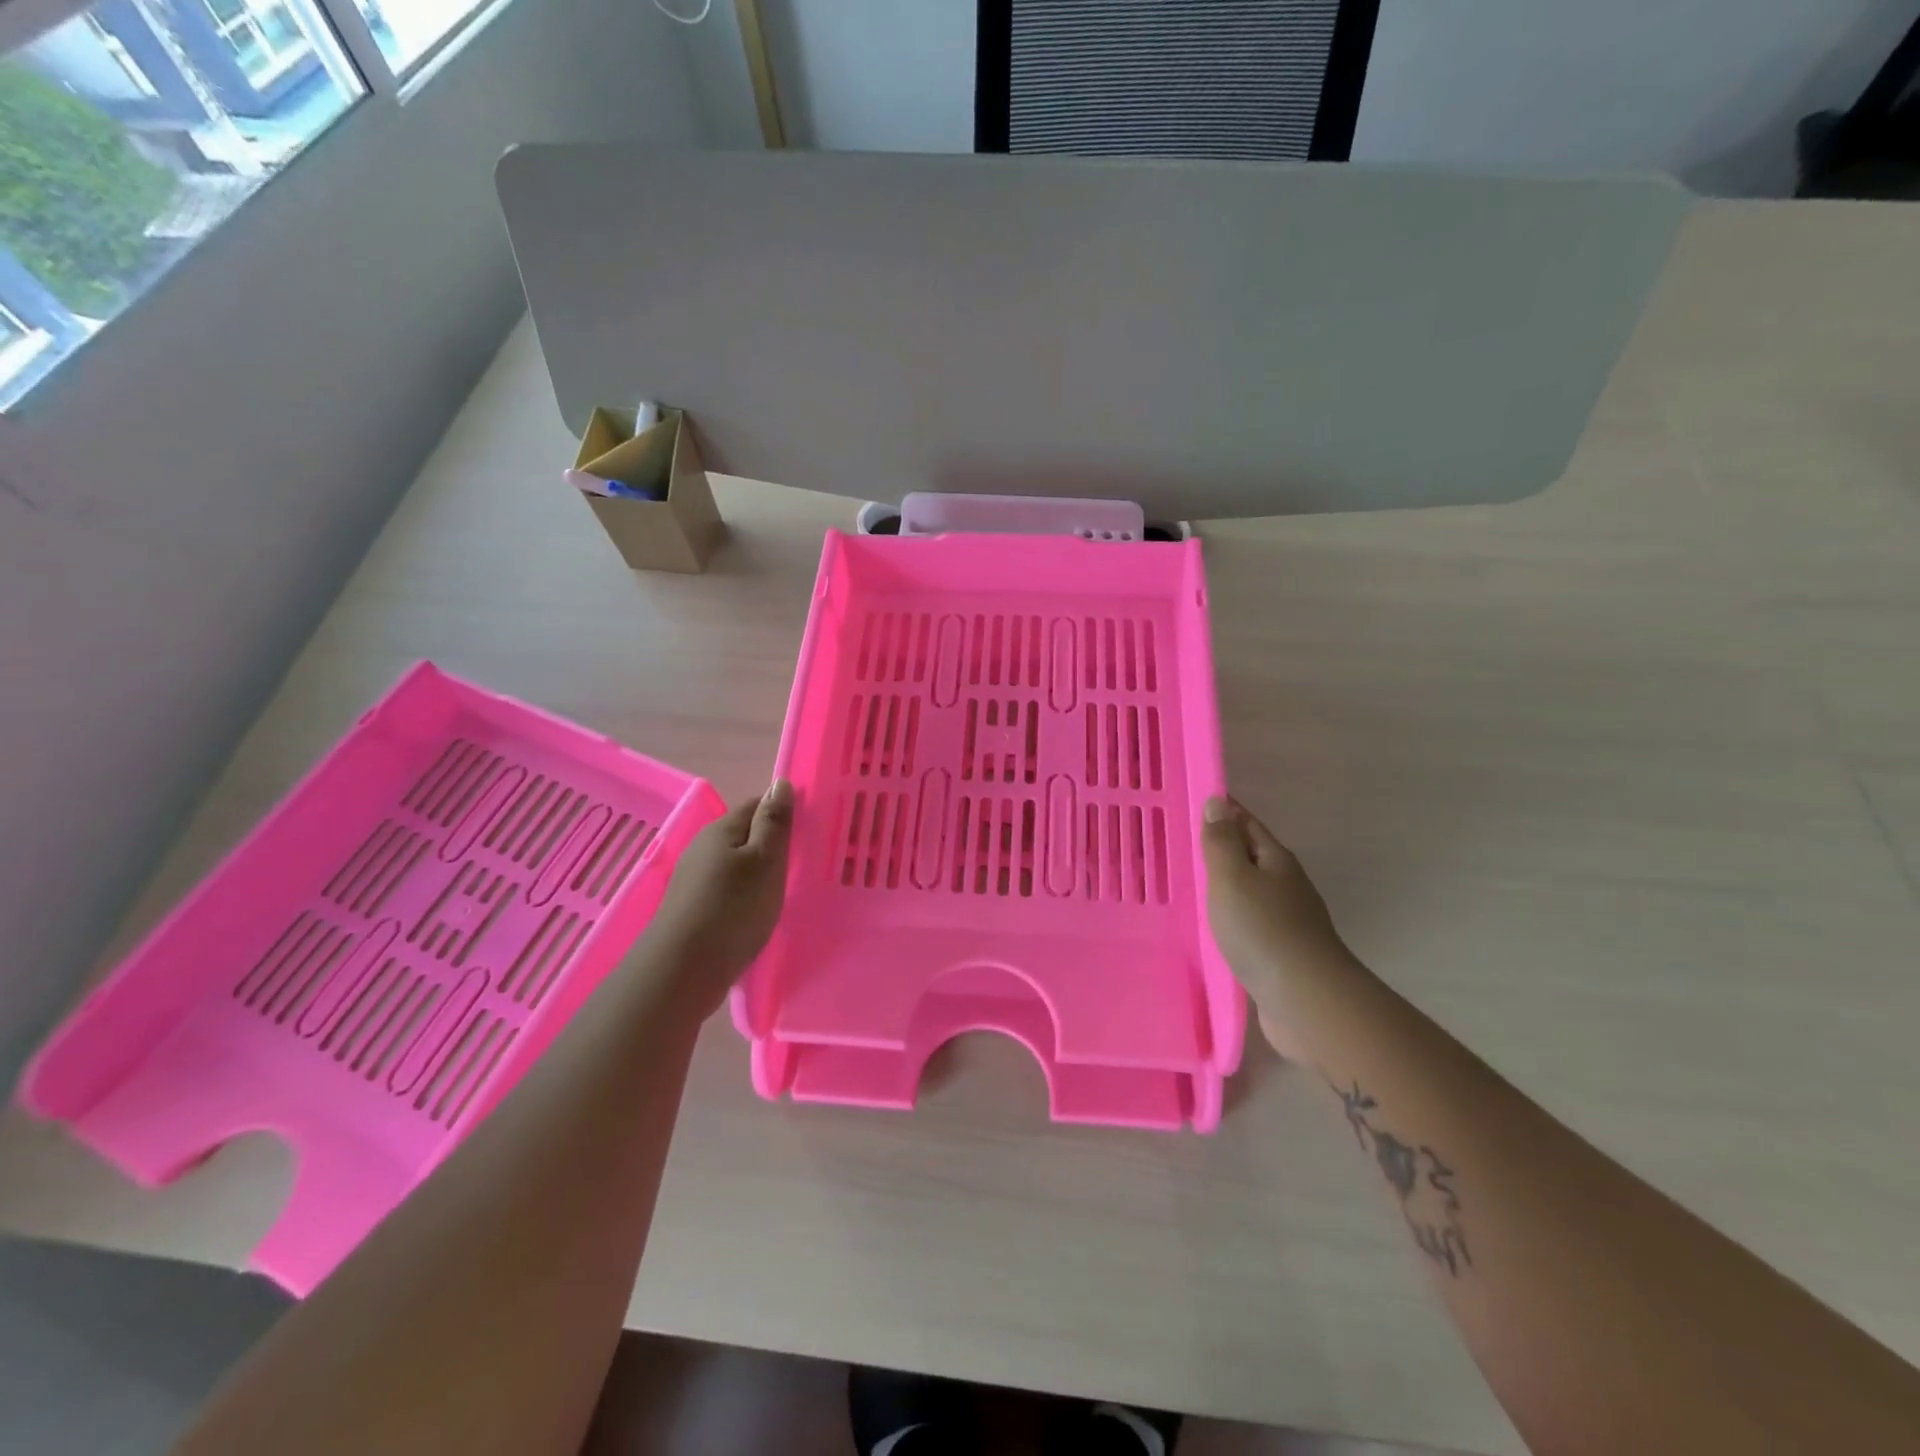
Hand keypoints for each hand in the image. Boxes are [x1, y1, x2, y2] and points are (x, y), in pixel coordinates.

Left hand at [645, 779, 792, 1014]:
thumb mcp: (765, 861)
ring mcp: (693, 879)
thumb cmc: (733, 909)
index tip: (808, 829)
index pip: (756, 804)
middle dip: (770, 843)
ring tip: (783, 889)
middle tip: (801, 862)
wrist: (683, 970)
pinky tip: (755, 912)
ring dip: (756, 871)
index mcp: (721, 829)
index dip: (782, 812)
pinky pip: (725, 889)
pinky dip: (743, 894)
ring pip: (734, 863)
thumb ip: (774, 822)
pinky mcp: (691, 908)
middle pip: (743, 834)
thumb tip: (781, 782)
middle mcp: (702, 847)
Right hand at [1201, 795, 1345, 1055]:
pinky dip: (1230, 916)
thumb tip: (1218, 801)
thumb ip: (1221, 842)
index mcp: (1275, 859)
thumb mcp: (1232, 877)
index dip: (1222, 811)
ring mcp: (1287, 920)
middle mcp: (1285, 884)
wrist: (1307, 1000)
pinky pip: (1249, 922)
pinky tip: (1211, 925)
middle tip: (1180, 843)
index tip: (1192, 802)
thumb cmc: (1263, 929)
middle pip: (1250, 856)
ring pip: (1249, 890)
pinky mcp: (1282, 952)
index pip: (1246, 823)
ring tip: (1188, 884)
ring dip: (1224, 884)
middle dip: (1220, 847)